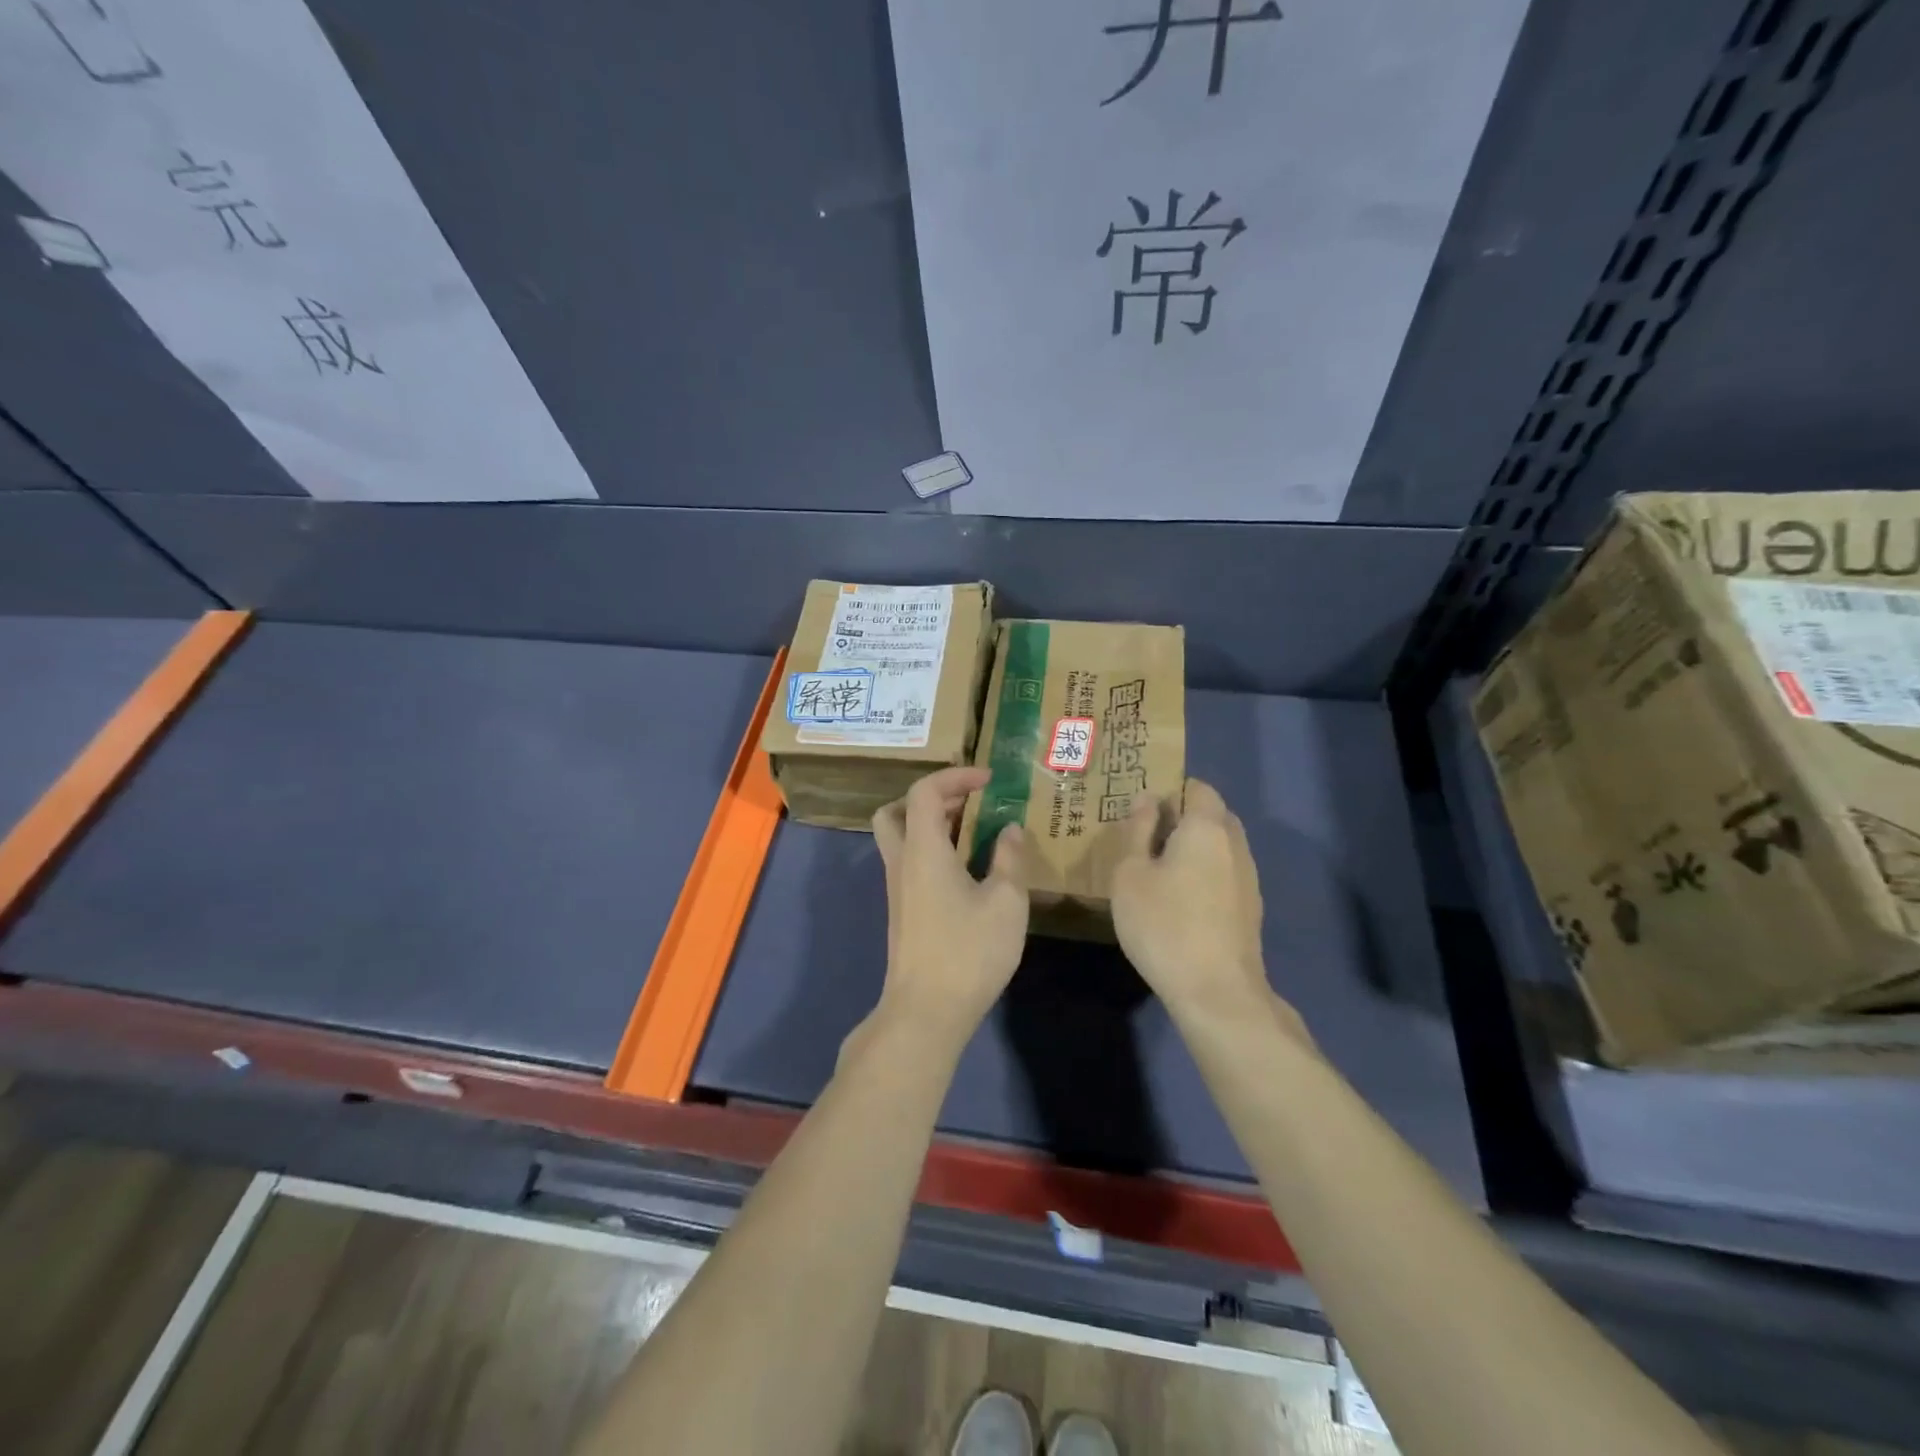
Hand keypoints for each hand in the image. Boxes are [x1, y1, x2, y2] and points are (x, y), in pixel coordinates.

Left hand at [868, 766, 1029, 1047]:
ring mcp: (897, 888)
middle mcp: (901, 862)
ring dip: (932, 825)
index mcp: (922, 850)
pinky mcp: (903, 911)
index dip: (955, 776)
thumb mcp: (1006, 902)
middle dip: (933, 797)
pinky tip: (968, 871)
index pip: (924, 791)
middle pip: (897, 810)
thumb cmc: (968, 952)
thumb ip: (1010, 859)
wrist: (926, 1011)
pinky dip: (933, 850)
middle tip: (969, 804)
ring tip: (974, 834)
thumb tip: (1010, 830)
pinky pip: (911, 862)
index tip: (988, 781)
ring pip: (901, 838)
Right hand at [1111, 778, 1303, 1037]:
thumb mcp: (1131, 874)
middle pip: (1213, 815)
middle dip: (1183, 818)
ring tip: (1160, 870)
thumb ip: (1137, 831)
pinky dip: (1205, 873)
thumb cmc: (1164, 924)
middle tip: (1146, 838)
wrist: (1217, 992)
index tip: (1143, 809)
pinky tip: (1181, 900)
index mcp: (1207, 827)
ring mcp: (1248, 878)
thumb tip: (1147, 799)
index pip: (1198, 788)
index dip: (1171, 790)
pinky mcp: (1250, 909)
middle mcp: (1235, 844)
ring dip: (1195, 848)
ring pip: (1221, 846)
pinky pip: (1225, 873)